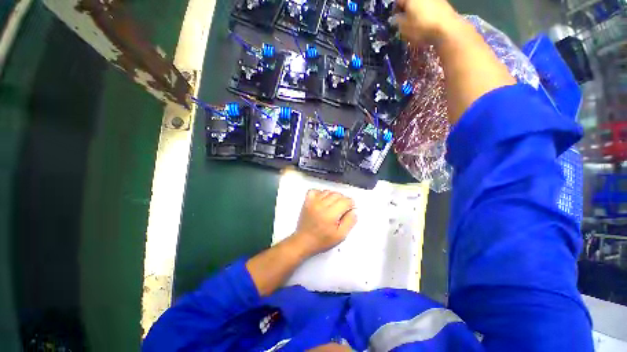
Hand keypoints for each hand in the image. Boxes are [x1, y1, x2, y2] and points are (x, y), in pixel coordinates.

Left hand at [292, 190, 356, 256]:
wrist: (304, 241)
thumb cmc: (322, 241)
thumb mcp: (340, 236)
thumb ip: (350, 222)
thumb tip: (354, 210)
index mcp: (330, 214)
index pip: (345, 201)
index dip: (351, 204)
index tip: (351, 208)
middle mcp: (321, 205)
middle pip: (337, 195)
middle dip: (343, 200)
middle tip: (343, 209)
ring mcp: (313, 202)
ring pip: (328, 191)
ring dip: (333, 196)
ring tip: (334, 205)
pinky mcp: (307, 201)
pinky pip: (315, 191)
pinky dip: (321, 193)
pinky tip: (323, 200)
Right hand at [391, 0, 461, 43]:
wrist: (446, 29)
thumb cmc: (421, 27)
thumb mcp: (403, 28)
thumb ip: (397, 22)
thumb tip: (395, 19)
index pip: (398, 1)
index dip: (394, 11)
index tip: (394, 21)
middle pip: (410, 2)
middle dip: (406, 11)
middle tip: (404, 24)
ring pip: (420, 5)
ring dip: (416, 13)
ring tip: (415, 26)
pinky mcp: (443, 4)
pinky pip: (429, 9)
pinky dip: (426, 15)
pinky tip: (425, 25)